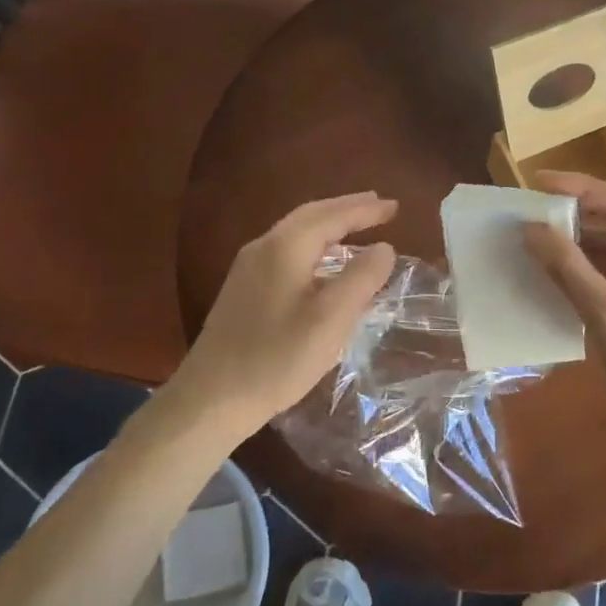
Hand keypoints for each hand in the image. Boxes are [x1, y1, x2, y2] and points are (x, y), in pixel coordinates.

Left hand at [173, 192, 398, 430]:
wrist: (210, 399)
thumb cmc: (277, 358)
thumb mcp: (331, 319)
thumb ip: (361, 278)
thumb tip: (384, 248)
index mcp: (285, 248)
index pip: (332, 216)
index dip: (365, 210)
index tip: (395, 206)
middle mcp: (263, 248)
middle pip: (310, 215)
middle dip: (346, 208)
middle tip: (378, 206)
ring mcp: (248, 269)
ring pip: (296, 232)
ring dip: (329, 224)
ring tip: (356, 226)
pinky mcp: (243, 290)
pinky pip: (286, 250)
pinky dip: (314, 244)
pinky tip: (323, 262)